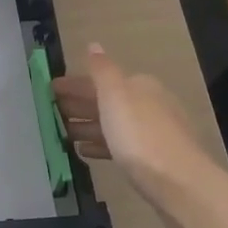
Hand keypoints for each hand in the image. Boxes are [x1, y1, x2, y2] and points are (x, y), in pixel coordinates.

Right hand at [53, 43, 215, 206]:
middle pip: (105, 101)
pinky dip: (99, 145)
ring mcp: (151, 133)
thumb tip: (93, 44)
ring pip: (111, 124)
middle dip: (78, 105)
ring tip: (60, 133)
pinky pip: (118, 146)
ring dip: (86, 126)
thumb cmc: (140, 134)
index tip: (49, 90)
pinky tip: (83, 152)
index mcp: (139, 86)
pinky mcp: (150, 160)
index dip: (74, 84)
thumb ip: (102, 70)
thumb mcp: (116, 95)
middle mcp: (148, 105)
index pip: (100, 80)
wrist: (178, 183)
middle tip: (48, 111)